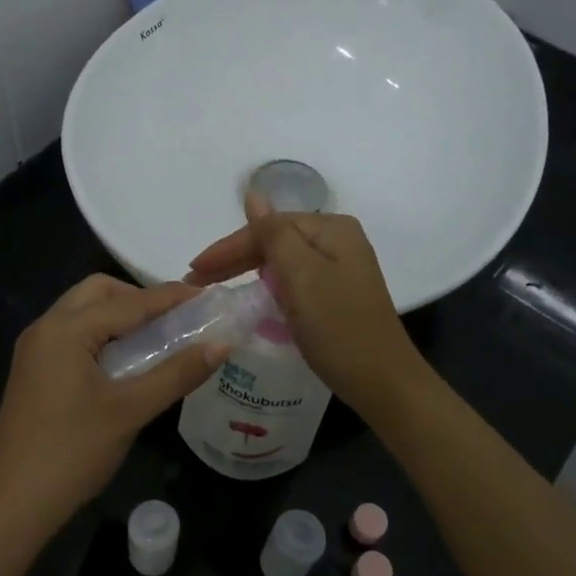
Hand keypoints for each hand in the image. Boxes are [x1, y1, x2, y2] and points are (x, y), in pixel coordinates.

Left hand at [0, 275, 224, 544]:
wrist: (9, 506)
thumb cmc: (71, 453)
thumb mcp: (130, 411)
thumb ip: (177, 373)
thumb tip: (222, 344)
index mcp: (65, 329)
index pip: (130, 301)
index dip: (172, 297)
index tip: (210, 296)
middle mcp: (46, 328)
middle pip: (99, 293)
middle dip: (140, 298)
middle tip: (177, 321)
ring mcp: (35, 351)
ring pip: (84, 314)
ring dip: (121, 317)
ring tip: (159, 340)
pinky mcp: (34, 373)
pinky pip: (73, 337)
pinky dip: (103, 336)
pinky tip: (127, 363)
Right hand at [187, 193, 424, 414]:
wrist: (382, 382)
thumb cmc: (338, 326)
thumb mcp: (301, 276)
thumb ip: (273, 233)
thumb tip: (253, 193)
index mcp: (331, 229)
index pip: (268, 227)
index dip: (229, 247)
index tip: (193, 270)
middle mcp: (338, 241)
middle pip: (275, 242)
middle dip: (235, 260)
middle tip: (195, 282)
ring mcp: (339, 269)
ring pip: (282, 263)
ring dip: (248, 274)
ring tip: (215, 290)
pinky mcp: (336, 295)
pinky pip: (293, 282)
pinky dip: (269, 290)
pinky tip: (251, 300)